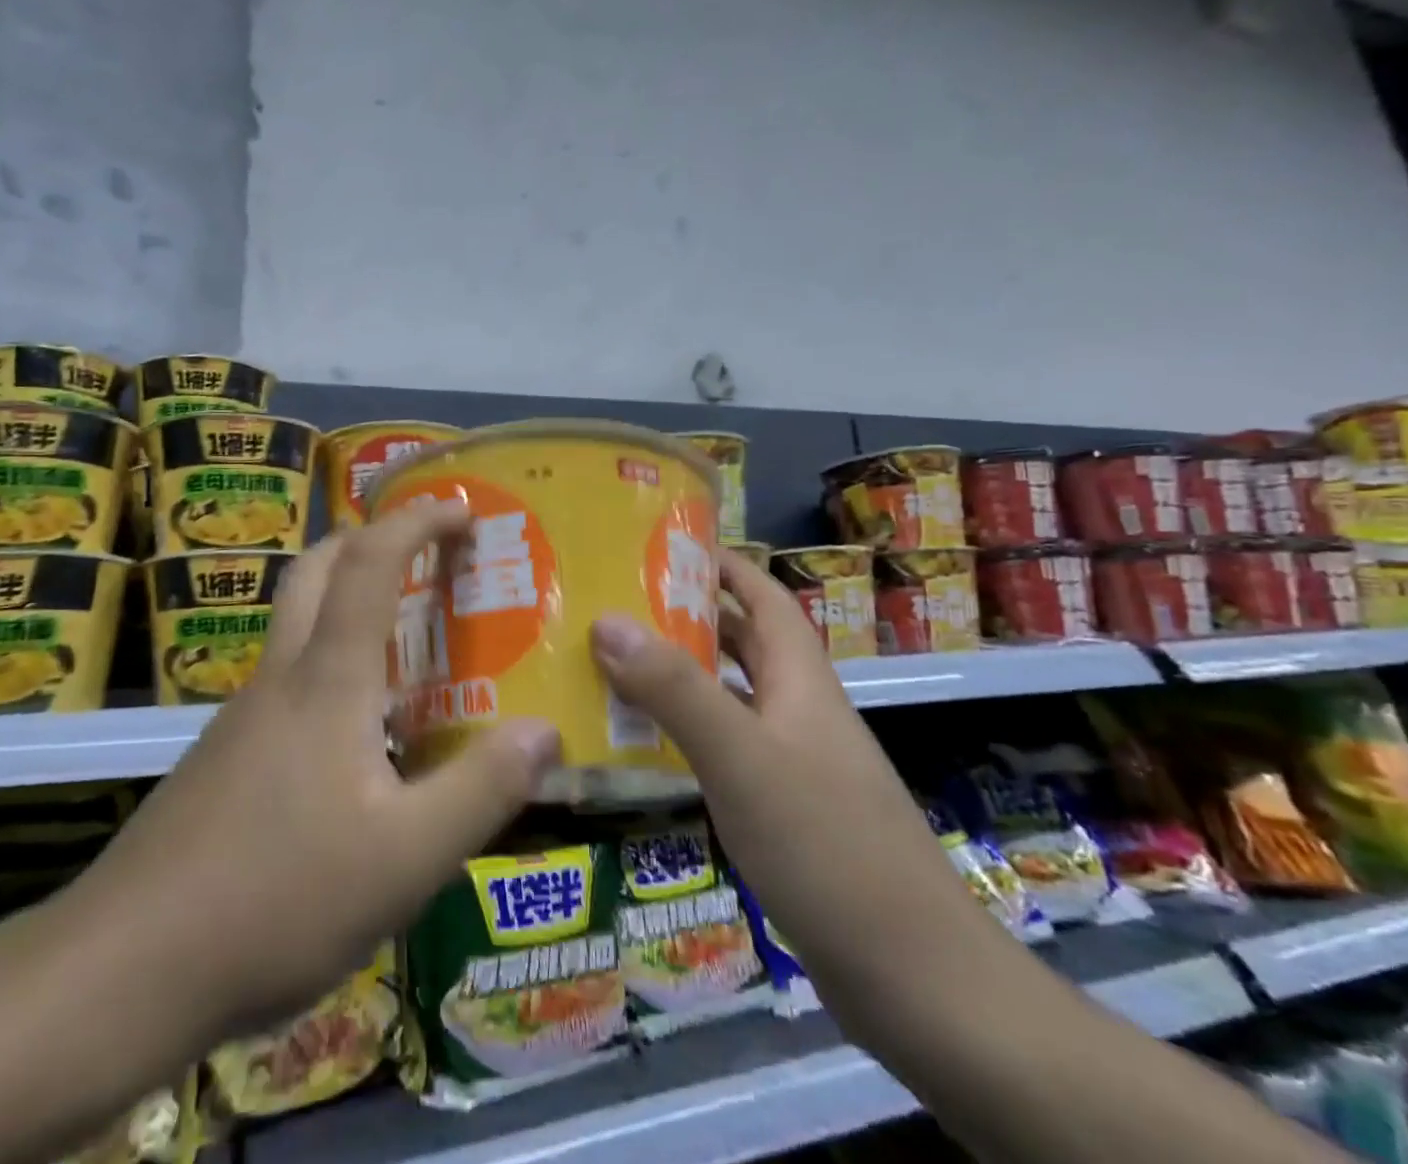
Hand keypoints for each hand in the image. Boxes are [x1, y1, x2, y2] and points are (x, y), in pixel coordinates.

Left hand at [69, 500, 561, 1043]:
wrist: (125, 966)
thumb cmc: (276, 899)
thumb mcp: (405, 859)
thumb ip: (481, 790)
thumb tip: (545, 731)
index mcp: (327, 679)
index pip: (371, 562)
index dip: (417, 520)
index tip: (462, 508)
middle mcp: (282, 678)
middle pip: (316, 570)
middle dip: (369, 537)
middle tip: (424, 551)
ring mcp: (245, 715)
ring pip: (298, 624)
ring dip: (348, 601)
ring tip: (407, 643)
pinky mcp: (227, 756)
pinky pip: (289, 680)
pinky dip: (331, 664)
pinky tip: (358, 735)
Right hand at [588, 549, 969, 972]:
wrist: (918, 982)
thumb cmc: (828, 847)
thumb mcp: (741, 758)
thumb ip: (674, 689)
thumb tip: (606, 620)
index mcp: (801, 682)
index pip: (766, 598)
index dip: (724, 564)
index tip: (665, 543)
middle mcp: (800, 712)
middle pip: (743, 644)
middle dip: (687, 617)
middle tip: (617, 603)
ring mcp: (796, 765)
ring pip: (730, 699)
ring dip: (679, 678)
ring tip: (612, 665)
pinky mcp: (787, 813)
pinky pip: (726, 750)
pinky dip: (685, 735)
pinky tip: (645, 748)